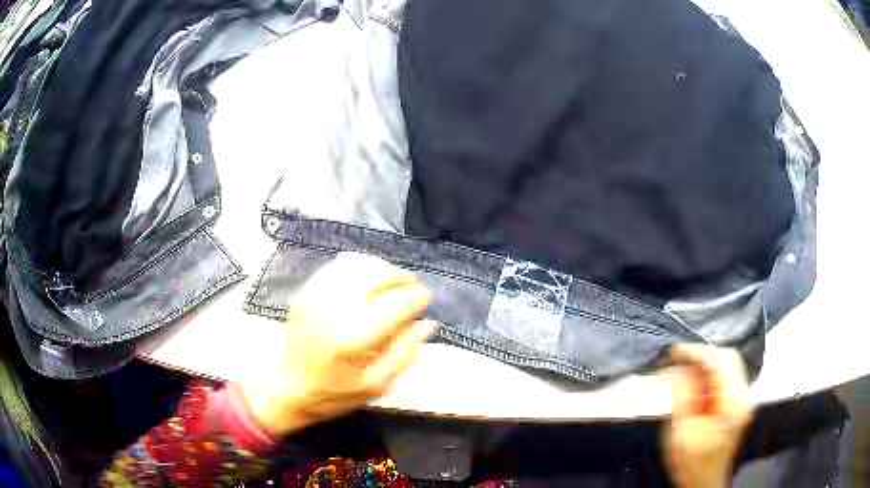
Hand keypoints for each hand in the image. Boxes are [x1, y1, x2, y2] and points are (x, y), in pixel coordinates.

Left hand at [239, 253, 435, 437]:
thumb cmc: (335, 394)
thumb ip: (405, 353)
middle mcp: (335, 310)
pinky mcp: (305, 293)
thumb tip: (427, 324)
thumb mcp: (376, 385)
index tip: (426, 300)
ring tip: (393, 281)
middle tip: (413, 287)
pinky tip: (368, 279)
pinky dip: (358, 267)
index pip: (397, 304)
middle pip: (377, 275)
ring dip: (382, 269)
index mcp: (355, 338)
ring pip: (357, 265)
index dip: (418, 298)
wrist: (287, 387)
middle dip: (402, 277)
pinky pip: (337, 268)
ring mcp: (316, 297)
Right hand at [663, 345, 755, 487]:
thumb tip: (678, 370)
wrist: (705, 483)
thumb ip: (683, 399)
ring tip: (682, 368)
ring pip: (727, 366)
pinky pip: (724, 379)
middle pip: (728, 359)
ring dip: (704, 364)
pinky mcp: (736, 403)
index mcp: (734, 404)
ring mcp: (741, 399)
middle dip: (702, 355)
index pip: (721, 363)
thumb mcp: (682, 434)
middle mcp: (743, 396)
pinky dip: (708, 375)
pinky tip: (692, 382)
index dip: (697, 353)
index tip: (675, 352)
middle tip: (678, 359)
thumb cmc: (693, 465)